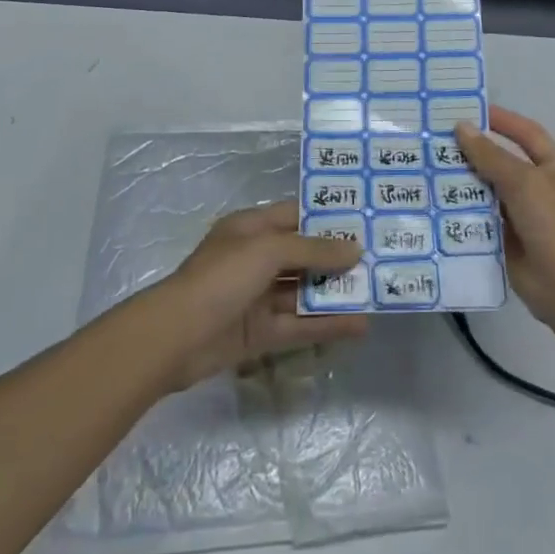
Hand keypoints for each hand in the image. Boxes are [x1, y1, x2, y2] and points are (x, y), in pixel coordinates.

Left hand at [152, 200, 366, 390]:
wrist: (175, 337)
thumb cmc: (222, 277)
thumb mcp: (268, 250)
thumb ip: (313, 249)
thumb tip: (354, 249)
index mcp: (251, 228)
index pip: (295, 216)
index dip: (327, 219)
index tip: (364, 221)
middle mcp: (255, 259)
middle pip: (303, 255)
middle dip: (336, 259)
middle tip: (379, 260)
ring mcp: (257, 297)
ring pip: (303, 292)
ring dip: (335, 293)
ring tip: (375, 293)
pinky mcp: (259, 333)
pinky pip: (299, 325)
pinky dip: (326, 325)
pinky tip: (358, 326)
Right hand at [455, 107, 554, 327]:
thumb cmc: (553, 222)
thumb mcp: (523, 181)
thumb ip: (491, 155)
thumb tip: (462, 127)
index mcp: (554, 168)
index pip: (526, 134)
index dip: (502, 120)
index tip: (470, 111)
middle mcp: (539, 188)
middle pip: (502, 162)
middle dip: (474, 152)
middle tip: (437, 140)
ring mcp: (522, 216)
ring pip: (488, 191)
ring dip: (463, 182)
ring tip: (428, 168)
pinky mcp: (506, 240)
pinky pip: (480, 219)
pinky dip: (462, 211)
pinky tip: (434, 202)